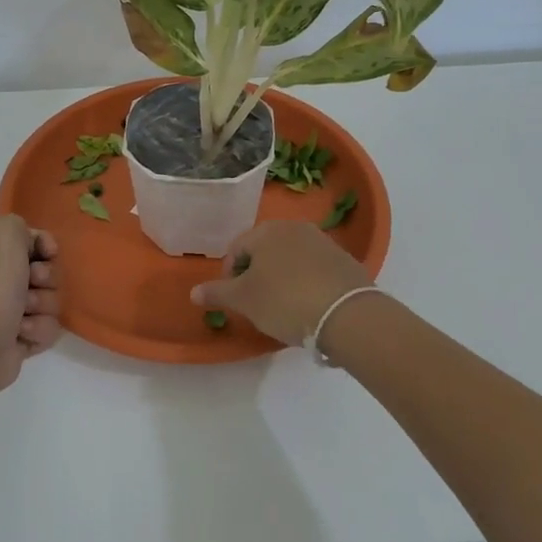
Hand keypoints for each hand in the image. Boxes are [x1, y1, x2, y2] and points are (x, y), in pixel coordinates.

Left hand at [0, 216, 61, 397]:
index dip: (44, 245)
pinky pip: (47, 327)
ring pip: (50, 299)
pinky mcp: (18, 338)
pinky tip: (21, 334)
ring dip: (43, 305)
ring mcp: (6, 310)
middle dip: (46, 277)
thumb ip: (20, 226)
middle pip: (45, 270)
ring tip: (22, 316)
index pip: (29, 240)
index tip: (49, 253)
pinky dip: (39, 329)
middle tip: (32, 283)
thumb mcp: (3, 233)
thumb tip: (31, 248)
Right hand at [190, 220, 371, 346]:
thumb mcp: (244, 300)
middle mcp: (295, 228)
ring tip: (283, 306)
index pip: (237, 249)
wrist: (347, 314)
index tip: (233, 299)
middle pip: (265, 250)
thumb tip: (193, 292)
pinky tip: (308, 305)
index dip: (230, 275)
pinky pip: (315, 269)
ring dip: (282, 277)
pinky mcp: (345, 260)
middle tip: (256, 303)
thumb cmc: (285, 301)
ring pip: (291, 259)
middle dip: (257, 274)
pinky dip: (306, 282)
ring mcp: (323, 242)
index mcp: (266, 231)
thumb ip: (217, 293)